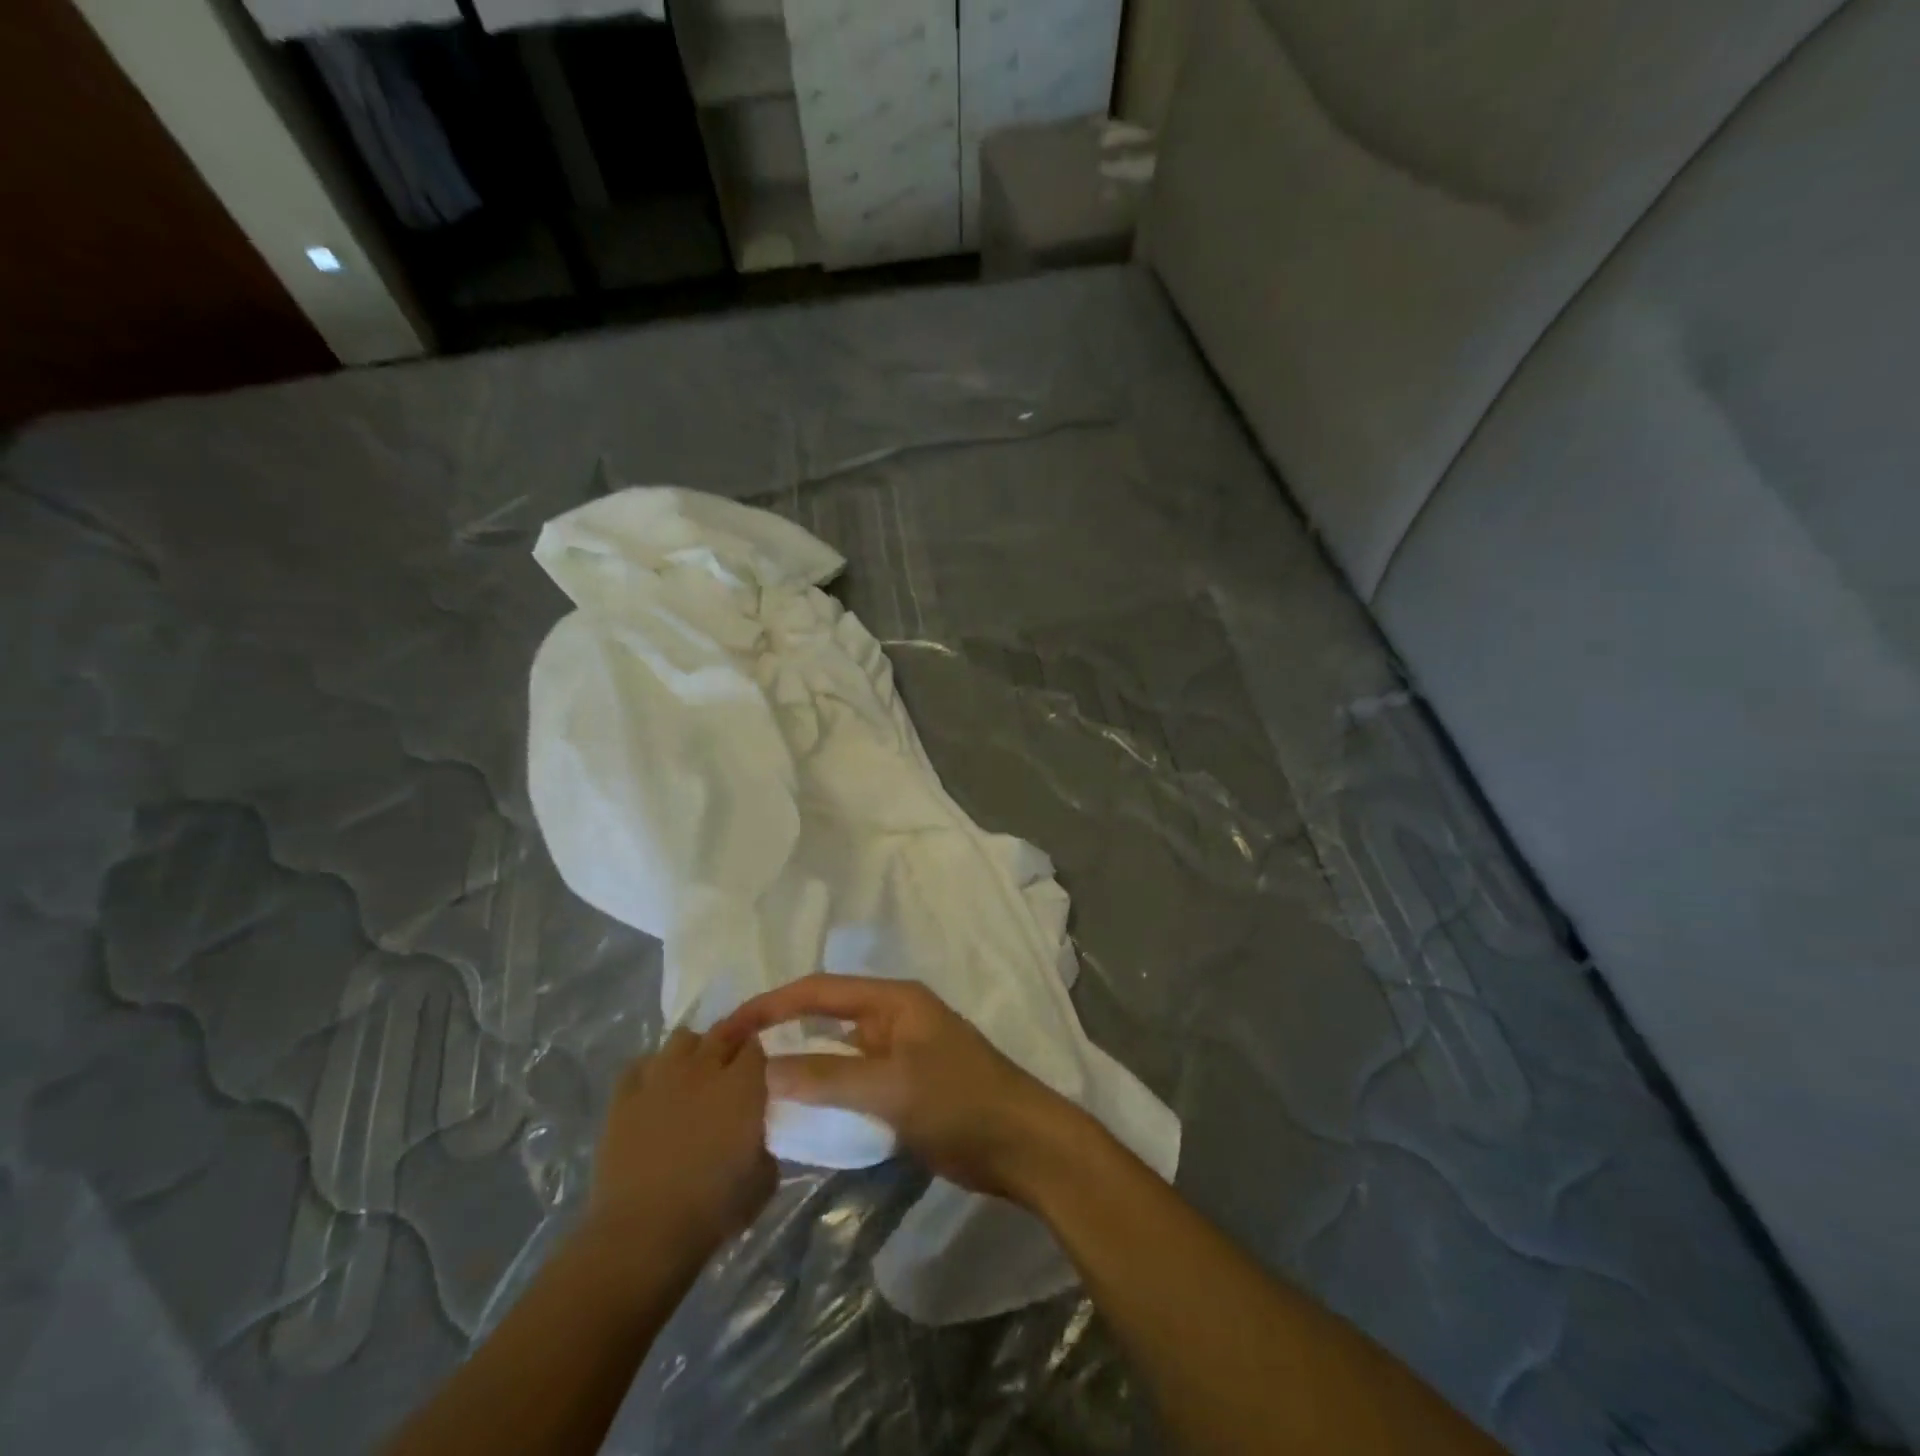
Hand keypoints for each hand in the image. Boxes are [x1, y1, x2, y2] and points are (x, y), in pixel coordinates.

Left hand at [584, 1027, 776, 1268]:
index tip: (758, 1071)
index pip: (755, 1046)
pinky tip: (654, 1089)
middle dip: (729, 1042)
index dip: (757, 1055)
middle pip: (721, 1032)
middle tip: (730, 1066)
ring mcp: (660, 1078)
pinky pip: (639, 1065)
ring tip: (692, 1073)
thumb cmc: (713, 1209)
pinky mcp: (624, 1097)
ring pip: (681, 1038)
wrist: (643, 1232)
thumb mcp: (763, 1180)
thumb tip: (754, 1137)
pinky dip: (651, 1070)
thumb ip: (763, 1145)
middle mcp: (703, 1068)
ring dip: (692, 1050)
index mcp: (743, 1084)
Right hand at [717, 975, 1088, 1204]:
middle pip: (825, 1017)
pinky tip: (794, 1114)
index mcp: (893, 1000)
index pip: (819, 991)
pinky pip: (850, 1083)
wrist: (1020, 1145)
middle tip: (732, 1061)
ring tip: (751, 1089)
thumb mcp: (891, 1086)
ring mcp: (898, 1054)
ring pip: (836, 1053)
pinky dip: (823, 1093)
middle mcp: (892, 1018)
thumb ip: (828, 1077)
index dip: (772, 1005)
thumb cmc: (960, 1101)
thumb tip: (764, 1071)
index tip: (729, 1029)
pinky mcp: (902, 1089)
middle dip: (782, 1033)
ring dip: (800, 1067)